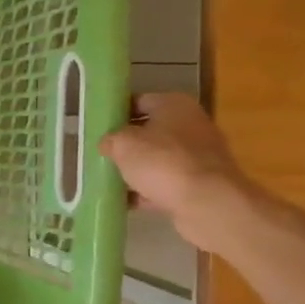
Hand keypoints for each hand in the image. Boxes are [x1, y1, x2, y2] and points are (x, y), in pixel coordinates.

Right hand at [98, 92, 253, 251]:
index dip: (116, 112)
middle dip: (126, 144)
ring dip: (136, 170)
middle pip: (149, 131)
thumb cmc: (163, 162)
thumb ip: (110, 139)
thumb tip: (108, 144)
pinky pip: (166, 183)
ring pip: (158, 159)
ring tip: (109, 181)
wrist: (207, 202)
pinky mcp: (200, 184)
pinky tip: (126, 202)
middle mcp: (191, 125)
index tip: (97, 127)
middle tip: (101, 155)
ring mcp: (199, 156)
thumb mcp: (122, 144)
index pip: (139, 101)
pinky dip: (148, 191)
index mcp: (174, 105)